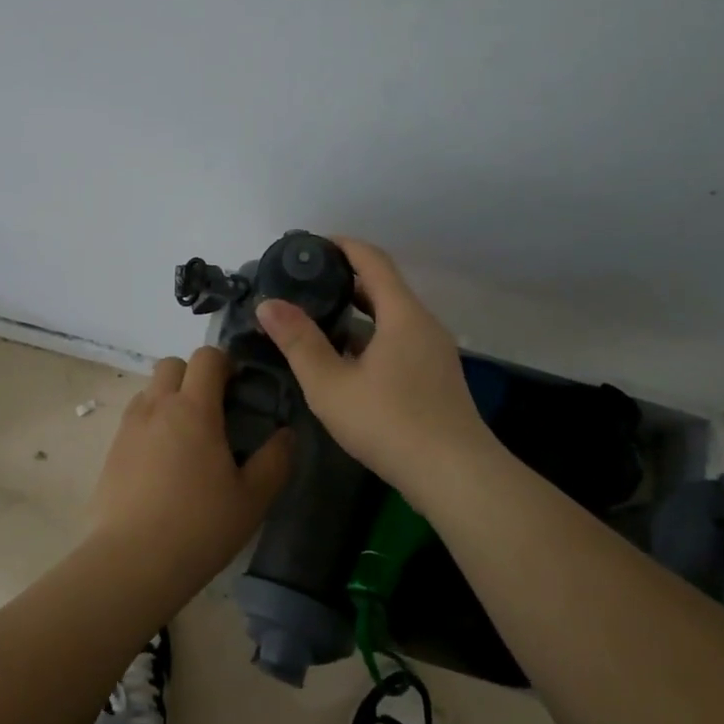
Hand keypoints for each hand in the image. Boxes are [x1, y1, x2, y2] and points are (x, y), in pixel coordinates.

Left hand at [90, 348, 293, 596]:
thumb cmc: (199, 527)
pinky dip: (151, 424)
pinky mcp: (111, 451)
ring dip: (170, 398)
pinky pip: (134, 419)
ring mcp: (129, 427)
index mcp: (194, 408)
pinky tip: (163, 463)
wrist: (131, 563)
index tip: (237, 389)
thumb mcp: (252, 499)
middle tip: (213, 410)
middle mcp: (157, 407)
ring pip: (150, 390)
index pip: (206, 357)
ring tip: (187, 439)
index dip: (225, 363)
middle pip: (172, 364)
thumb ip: (275, 461)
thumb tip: (287, 435)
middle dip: (193, 375)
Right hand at [255, 237, 495, 494]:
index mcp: (402, 314)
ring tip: (316, 320)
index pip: (372, 260)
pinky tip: (344, 361)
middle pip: (382, 287)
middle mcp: (423, 324)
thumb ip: (299, 342)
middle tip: (303, 285)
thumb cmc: (390, 423)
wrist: (455, 477)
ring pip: (390, 318)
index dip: (342, 246)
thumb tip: (268, 304)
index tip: (309, 246)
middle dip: (343, 280)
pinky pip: (398, 342)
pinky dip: (370, 338)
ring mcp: (433, 352)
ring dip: (355, 313)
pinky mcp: (435, 378)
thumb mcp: (331, 385)